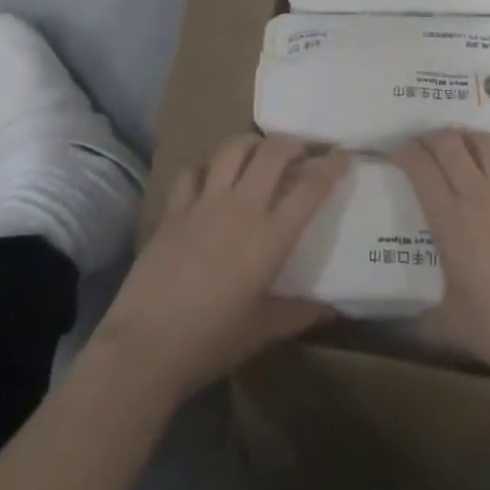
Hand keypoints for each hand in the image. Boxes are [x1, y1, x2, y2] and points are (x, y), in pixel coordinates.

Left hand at [92, 134, 347, 400]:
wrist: (145, 347)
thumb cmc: (211, 342)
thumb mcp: (261, 332)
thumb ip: (297, 314)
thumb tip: (329, 310)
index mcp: (270, 237)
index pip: (310, 188)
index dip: (331, 165)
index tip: (343, 155)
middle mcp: (241, 208)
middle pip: (274, 152)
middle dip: (294, 142)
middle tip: (303, 149)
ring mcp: (204, 203)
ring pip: (232, 149)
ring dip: (252, 144)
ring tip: (259, 153)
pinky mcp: (173, 209)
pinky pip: (191, 172)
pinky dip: (204, 170)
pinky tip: (209, 181)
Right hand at [394, 131, 489, 388]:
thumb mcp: (451, 326)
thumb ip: (421, 320)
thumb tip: (401, 328)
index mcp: (450, 219)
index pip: (420, 167)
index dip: (406, 152)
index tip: (399, 153)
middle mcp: (479, 193)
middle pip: (450, 144)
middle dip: (432, 138)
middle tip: (426, 145)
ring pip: (486, 142)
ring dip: (468, 138)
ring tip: (462, 144)